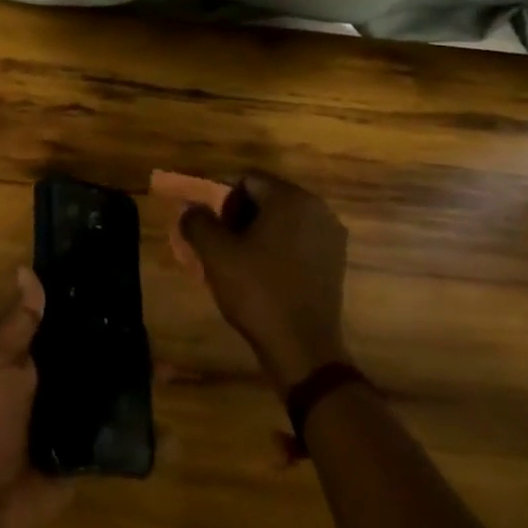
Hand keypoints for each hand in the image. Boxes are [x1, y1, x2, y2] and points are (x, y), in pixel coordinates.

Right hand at [177, 173, 349, 394]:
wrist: (302, 347)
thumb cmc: (257, 291)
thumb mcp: (215, 254)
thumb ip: (197, 221)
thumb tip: (191, 209)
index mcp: (291, 198)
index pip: (247, 180)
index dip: (222, 200)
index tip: (211, 229)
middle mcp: (317, 208)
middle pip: (267, 197)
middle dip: (240, 216)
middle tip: (222, 245)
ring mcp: (331, 236)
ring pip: (283, 220)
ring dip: (258, 233)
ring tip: (240, 262)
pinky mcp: (336, 261)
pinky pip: (298, 240)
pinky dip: (278, 249)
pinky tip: (264, 275)